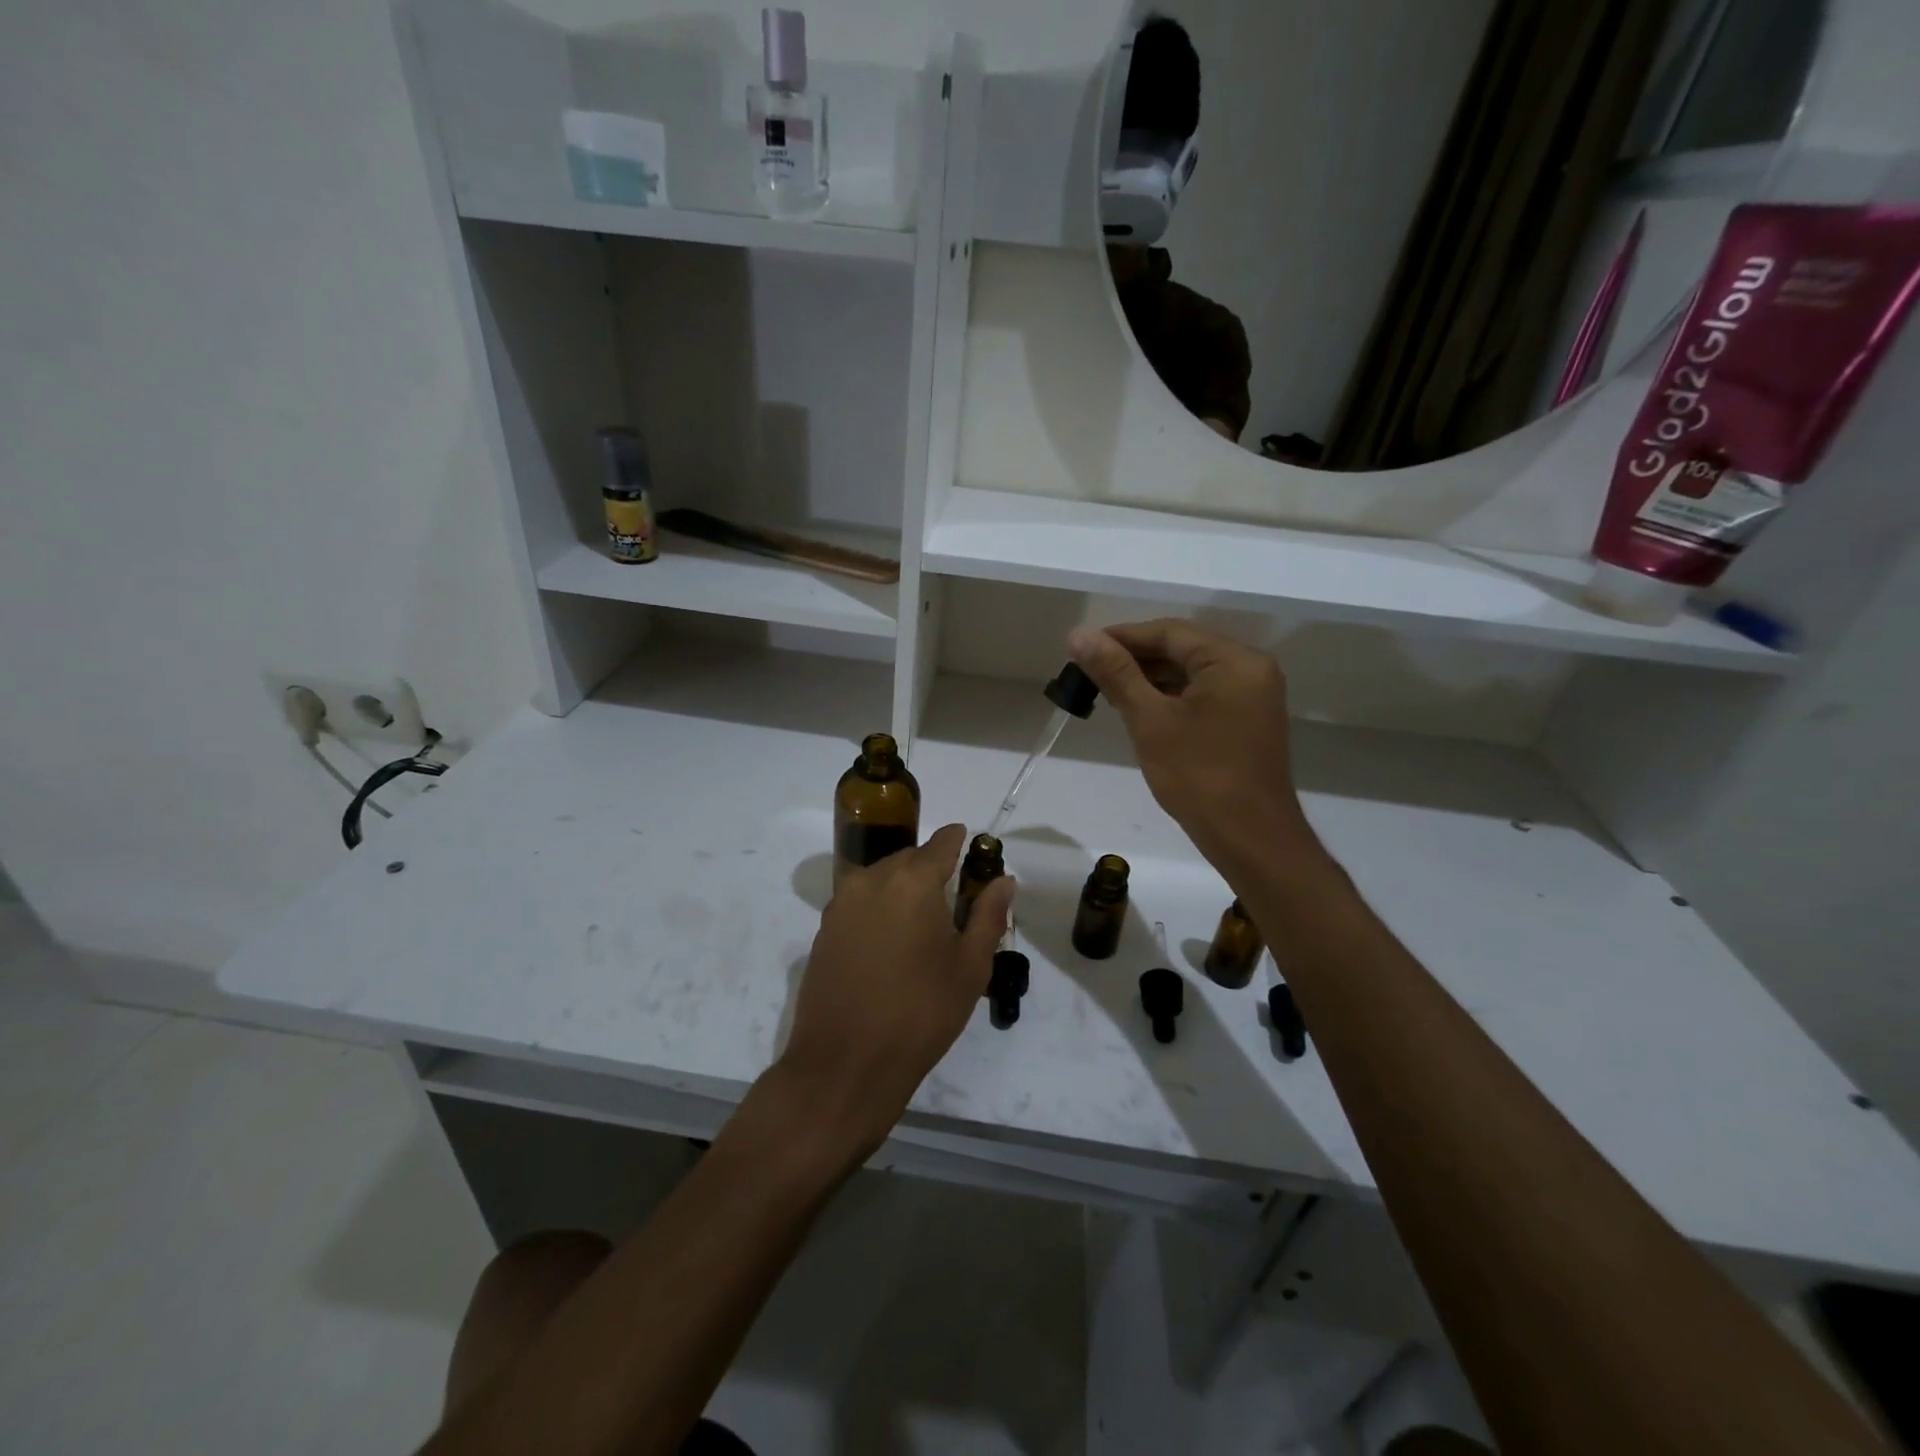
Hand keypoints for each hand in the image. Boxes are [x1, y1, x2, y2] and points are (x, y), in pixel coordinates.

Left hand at [777, 824, 1014, 1159]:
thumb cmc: (921, 1012)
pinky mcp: (824, 930)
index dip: (960, 841)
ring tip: (922, 923)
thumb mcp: (970, 966)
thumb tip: (1004, 879)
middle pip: (909, 858)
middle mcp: (871, 880)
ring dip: (903, 888)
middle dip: (931, 868)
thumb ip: (989, 915)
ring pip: (881, 878)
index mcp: (911, 880)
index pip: (941, 843)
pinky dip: (879, 908)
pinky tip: (891, 943)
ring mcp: (841, 904)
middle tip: (953, 898)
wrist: (846, 1064)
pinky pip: (859, 902)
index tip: (972, 847)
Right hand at [1068, 620, 1326, 883]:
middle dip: (1134, 658)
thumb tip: (1079, 635)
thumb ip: (1116, 673)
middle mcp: (1250, 668)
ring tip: (1106, 690)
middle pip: (1182, 649)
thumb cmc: (1199, 775)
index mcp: (1233, 660)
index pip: (1169, 632)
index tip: (1080, 647)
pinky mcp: (1247, 720)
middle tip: (1088, 671)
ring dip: (1150, 679)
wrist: (1250, 838)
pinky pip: (1203, 694)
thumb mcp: (1150, 720)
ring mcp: (1253, 695)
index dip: (1121, 636)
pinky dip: (1170, 697)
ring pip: (1191, 672)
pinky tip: (1139, 708)